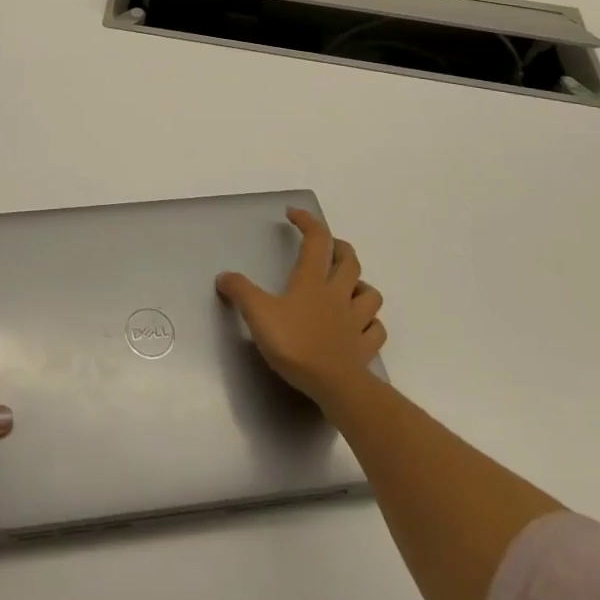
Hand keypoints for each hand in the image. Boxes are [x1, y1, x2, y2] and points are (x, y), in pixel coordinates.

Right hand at [216, 208, 385, 411]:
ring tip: (348, 287)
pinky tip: (361, 326)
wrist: (334, 386)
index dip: (307, 221)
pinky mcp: (366, 347)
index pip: (316, 239)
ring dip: (361, 285)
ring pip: (370, 293)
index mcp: (312, 280)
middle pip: (349, 260)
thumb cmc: (295, 344)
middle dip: (339, 247)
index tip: (293, 214)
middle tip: (327, 247)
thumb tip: (223, 276)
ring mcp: (356, 321)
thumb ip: (240, 292)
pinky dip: (370, 323)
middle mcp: (338, 294)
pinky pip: (376, 329)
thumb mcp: (258, 313)